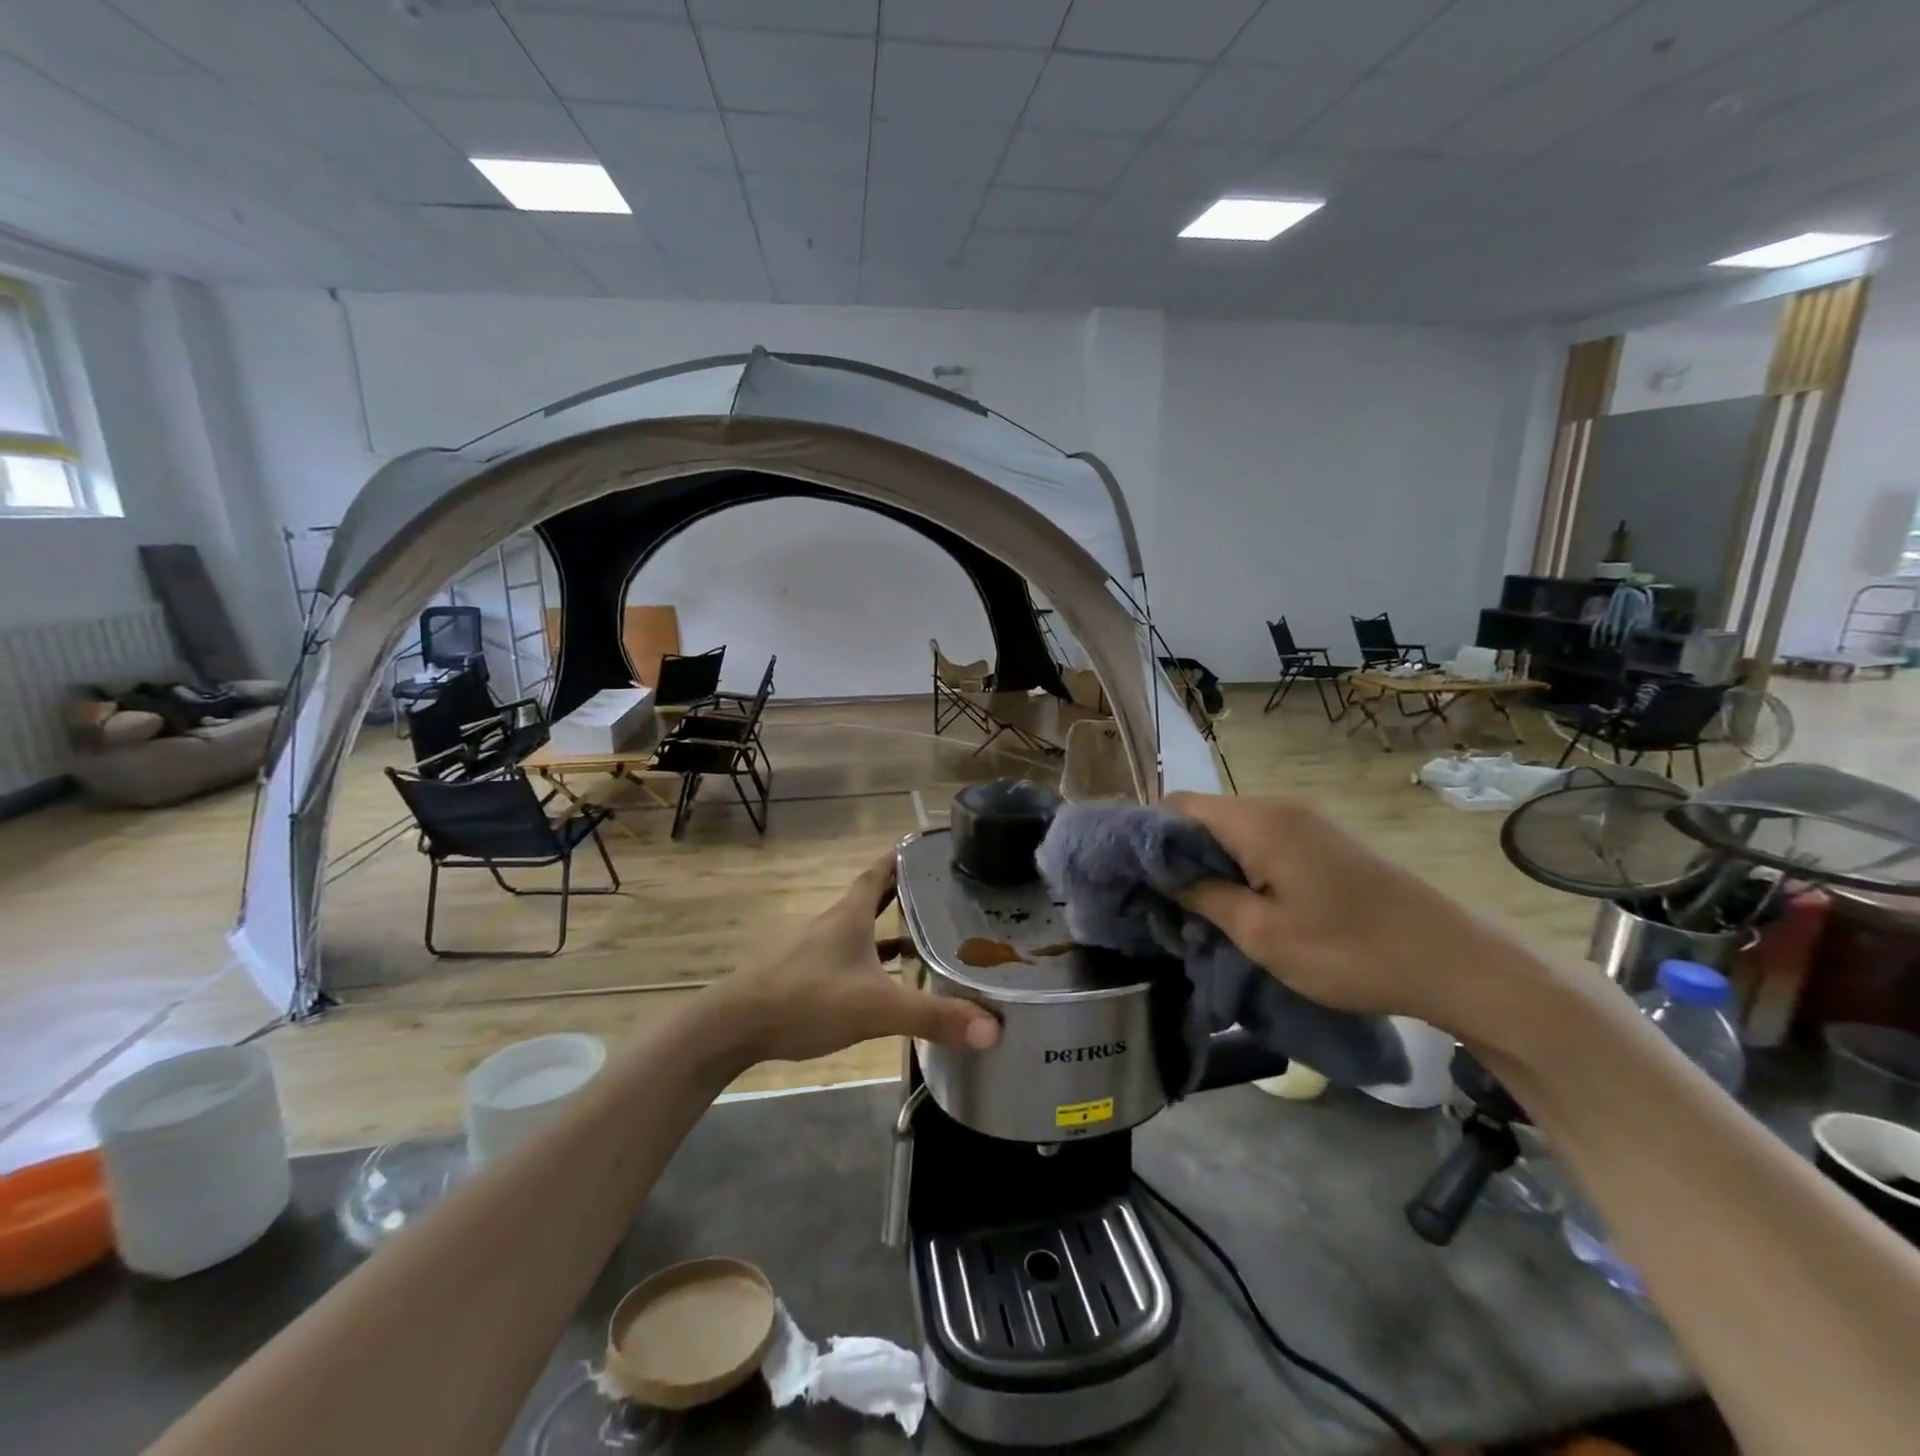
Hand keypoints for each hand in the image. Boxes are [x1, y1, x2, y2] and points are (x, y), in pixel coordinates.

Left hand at [703, 852, 1001, 1065]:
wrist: (734, 1026)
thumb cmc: (806, 999)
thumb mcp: (876, 1007)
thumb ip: (933, 1016)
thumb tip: (994, 1028)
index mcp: (850, 914)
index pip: (881, 870)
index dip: (905, 856)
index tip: (933, 846)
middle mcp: (835, 923)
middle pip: (875, 897)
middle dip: (907, 892)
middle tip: (945, 891)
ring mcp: (818, 949)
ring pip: (863, 929)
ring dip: (891, 928)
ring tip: (929, 935)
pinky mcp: (807, 975)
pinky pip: (851, 958)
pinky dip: (873, 961)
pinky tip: (888, 980)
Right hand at [1165, 792, 1530, 1034]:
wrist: (1454, 960)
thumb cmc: (1348, 950)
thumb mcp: (1262, 934)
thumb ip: (1204, 897)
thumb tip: (1163, 875)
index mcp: (1257, 821)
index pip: (1178, 805)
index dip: (1150, 836)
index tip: (1136, 877)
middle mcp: (1278, 807)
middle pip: (1205, 814)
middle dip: (1178, 853)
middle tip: (1164, 901)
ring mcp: (1306, 821)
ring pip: (1233, 829)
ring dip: (1211, 863)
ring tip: (1200, 908)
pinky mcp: (1324, 840)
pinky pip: (1263, 840)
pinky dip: (1242, 865)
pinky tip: (1244, 903)